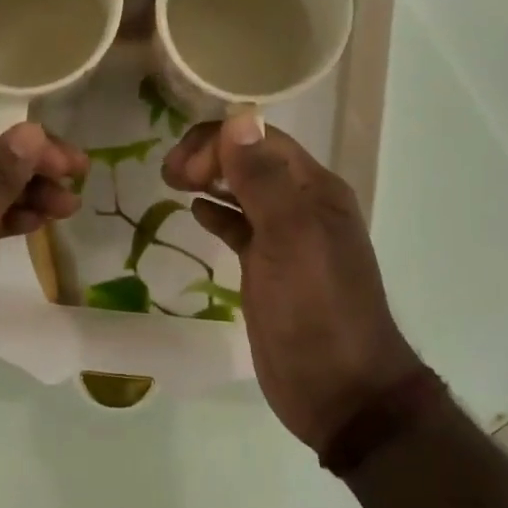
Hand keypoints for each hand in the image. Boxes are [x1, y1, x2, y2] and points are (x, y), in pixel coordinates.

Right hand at [162, 114, 424, 451]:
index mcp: (315, 190)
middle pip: (252, 161)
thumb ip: (263, 179)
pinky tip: (195, 213)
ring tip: (172, 182)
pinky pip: (241, 228)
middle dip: (210, 156)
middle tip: (168, 173)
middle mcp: (303, 206)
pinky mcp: (269, 269)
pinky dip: (218, 214)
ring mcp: (286, 239)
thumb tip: (238, 118)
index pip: (262, 141)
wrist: (339, 389)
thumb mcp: (289, 237)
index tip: (182, 169)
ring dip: (211, 180)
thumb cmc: (316, 309)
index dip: (219, 143)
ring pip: (244, 192)